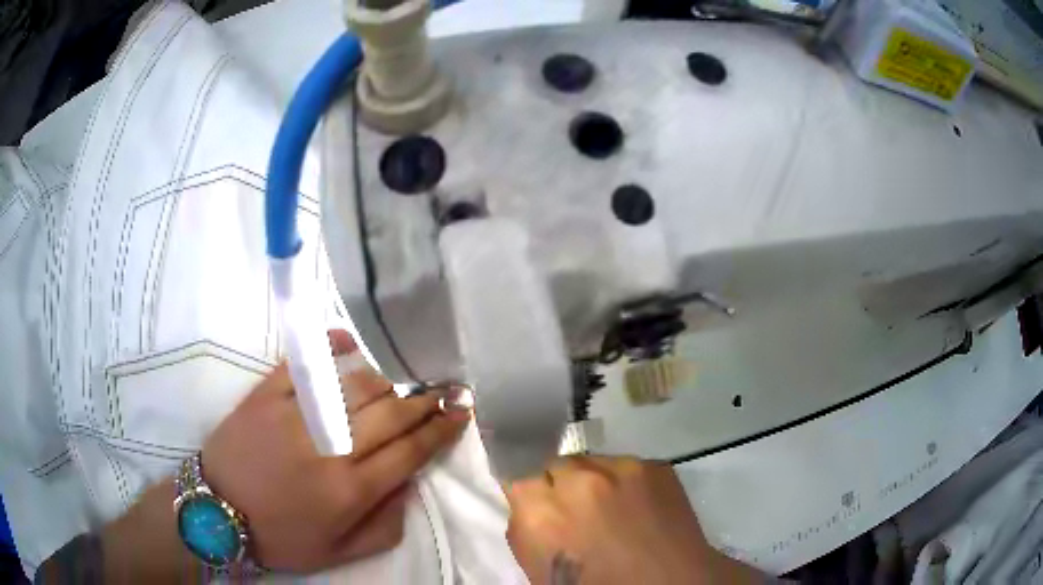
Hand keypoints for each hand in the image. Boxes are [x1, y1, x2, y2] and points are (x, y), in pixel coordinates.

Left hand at [200, 329, 469, 571]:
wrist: (216, 511)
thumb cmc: (281, 537)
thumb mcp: (339, 552)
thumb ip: (384, 525)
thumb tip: (409, 485)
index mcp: (351, 490)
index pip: (411, 451)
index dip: (442, 429)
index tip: (462, 411)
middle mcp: (331, 448)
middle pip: (392, 414)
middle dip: (427, 400)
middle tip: (447, 388)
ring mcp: (297, 416)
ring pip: (357, 386)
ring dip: (388, 379)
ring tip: (403, 378)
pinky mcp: (268, 395)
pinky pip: (305, 363)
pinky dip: (330, 346)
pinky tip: (349, 339)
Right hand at [504, 456, 762, 584]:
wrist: (669, 584)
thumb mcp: (539, 568)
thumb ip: (525, 528)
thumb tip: (529, 502)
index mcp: (542, 512)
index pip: (517, 469)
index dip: (527, 484)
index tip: (536, 495)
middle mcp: (579, 481)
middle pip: (556, 463)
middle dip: (561, 483)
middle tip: (577, 509)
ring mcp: (622, 469)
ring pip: (593, 462)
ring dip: (594, 481)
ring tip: (612, 508)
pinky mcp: (656, 465)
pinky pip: (626, 466)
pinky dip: (626, 483)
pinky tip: (638, 507)